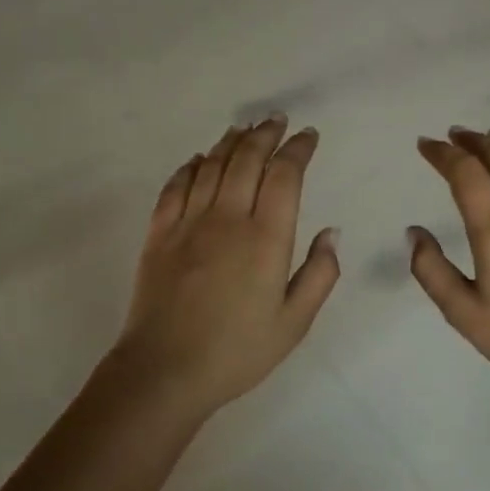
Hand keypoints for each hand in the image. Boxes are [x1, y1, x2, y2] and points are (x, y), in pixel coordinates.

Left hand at [108, 115, 340, 415]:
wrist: (165, 370)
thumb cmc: (237, 351)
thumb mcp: (294, 322)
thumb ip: (319, 274)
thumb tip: (331, 231)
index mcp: (266, 238)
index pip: (285, 175)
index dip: (298, 149)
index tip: (308, 136)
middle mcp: (227, 218)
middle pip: (247, 159)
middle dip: (265, 134)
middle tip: (277, 120)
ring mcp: (188, 223)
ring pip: (211, 166)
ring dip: (230, 142)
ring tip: (244, 129)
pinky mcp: (159, 234)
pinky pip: (175, 187)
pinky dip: (189, 167)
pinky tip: (198, 159)